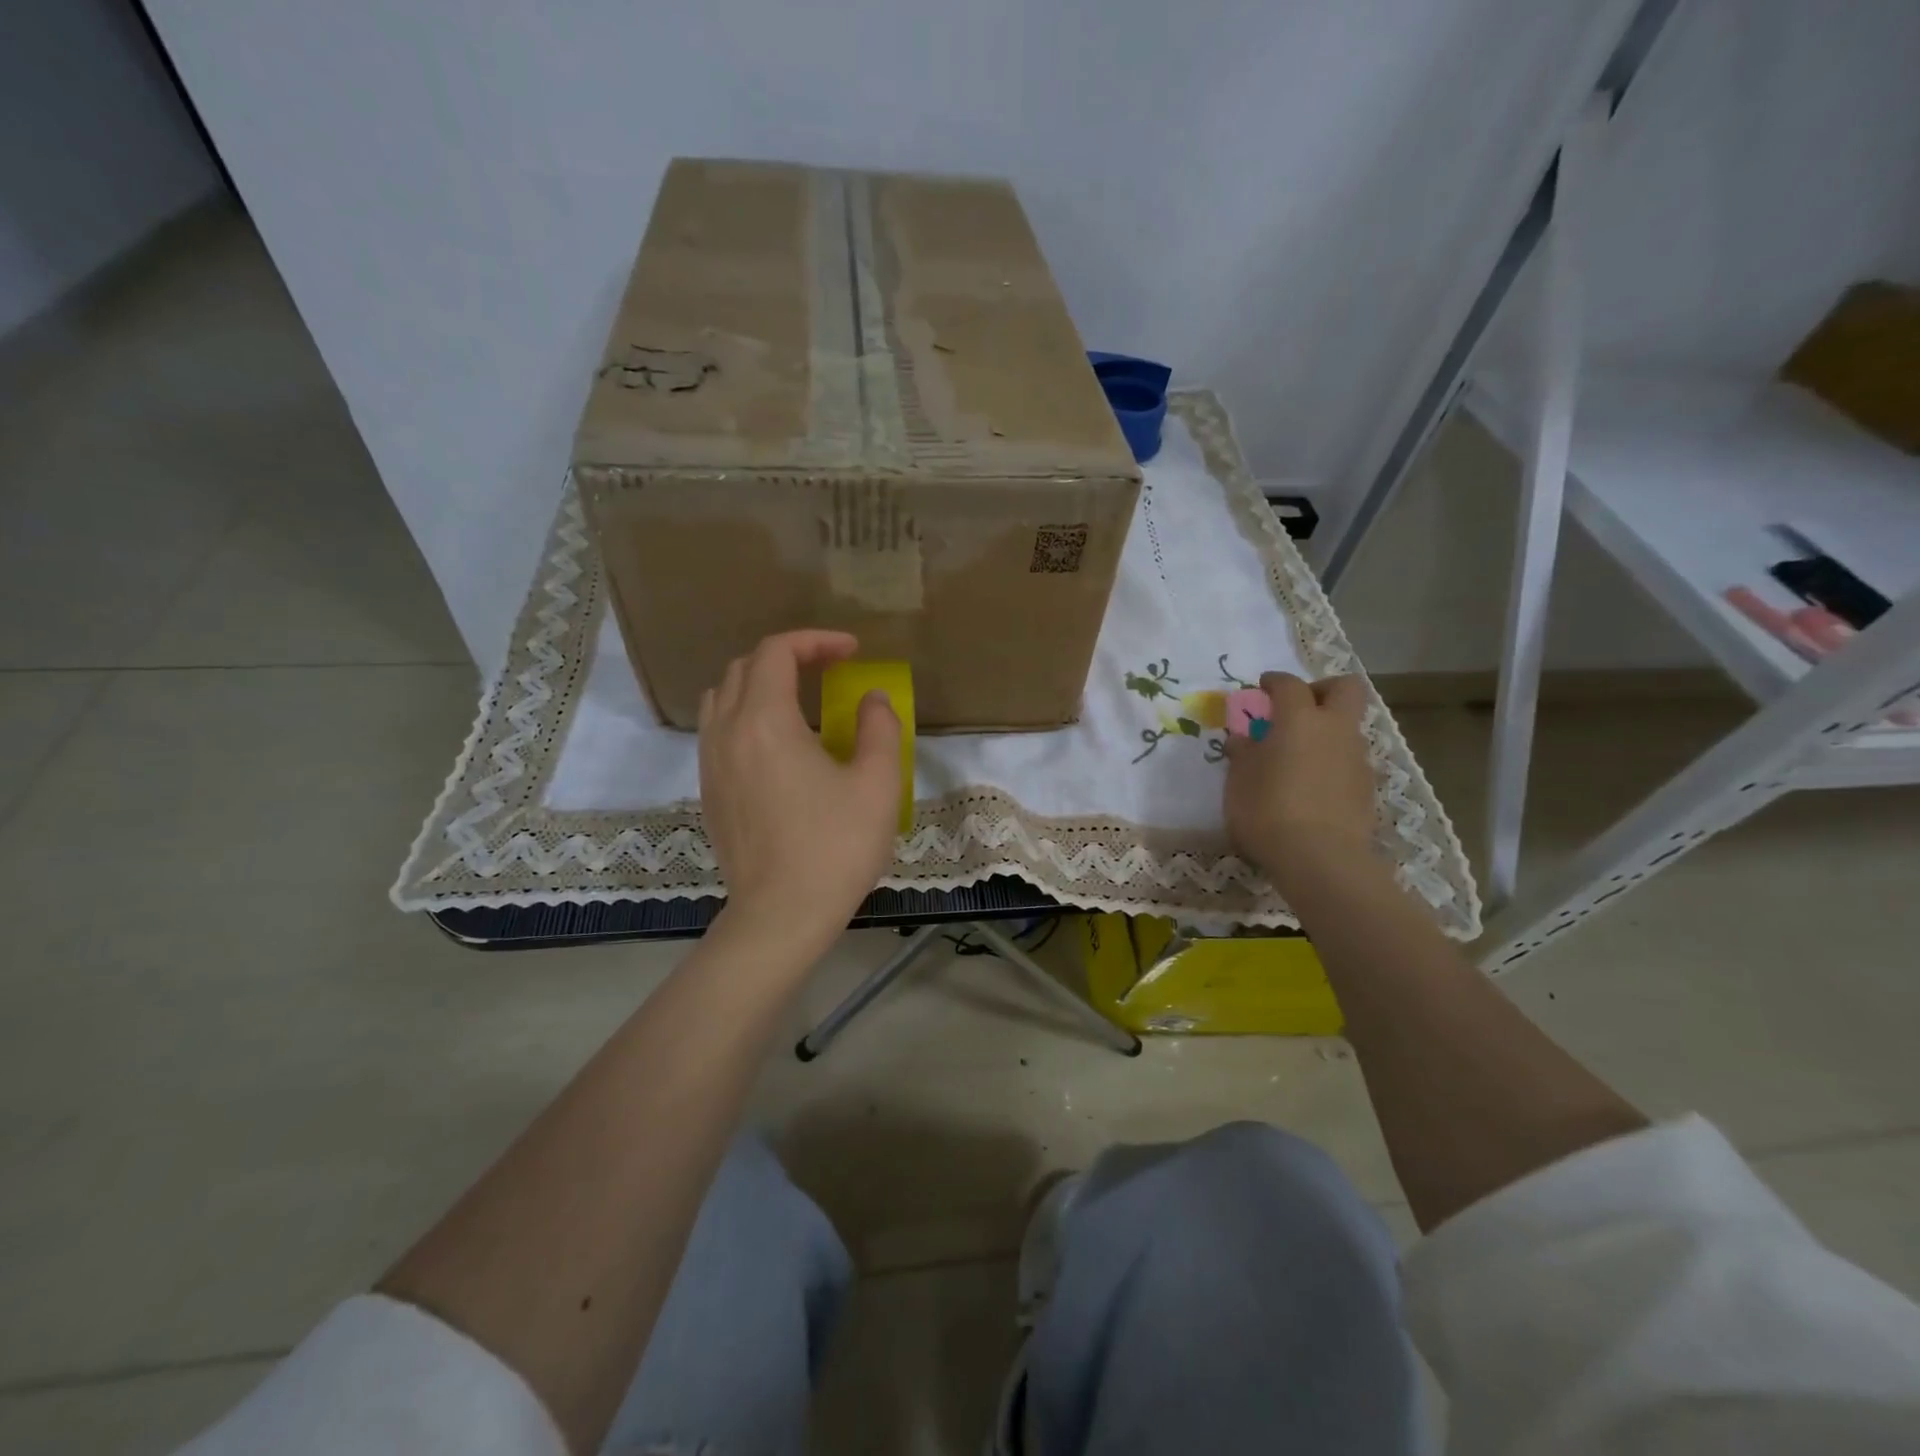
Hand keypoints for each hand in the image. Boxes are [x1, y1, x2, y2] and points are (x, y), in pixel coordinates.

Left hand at [699, 630, 901, 955]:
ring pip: (722, 697)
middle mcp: (727, 732)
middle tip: (828, 670)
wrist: (781, 914)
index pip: (777, 652)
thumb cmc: (835, 847)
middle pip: (744, 668)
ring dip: (758, 683)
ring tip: (798, 700)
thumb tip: (872, 699)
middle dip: (787, 657)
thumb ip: (879, 728)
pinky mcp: (708, 791)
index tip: (852, 651)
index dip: (816, 640)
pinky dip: (744, 715)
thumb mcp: (877, 784)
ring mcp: (711, 763)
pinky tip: (778, 745)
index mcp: (765, 721)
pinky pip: (717, 730)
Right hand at [1224, 672, 1376, 893]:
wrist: (1320, 858)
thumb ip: (1243, 753)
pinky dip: (1331, 762)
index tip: (1262, 687)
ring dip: (1326, 731)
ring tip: (1298, 756)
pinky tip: (1311, 786)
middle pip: (1344, 689)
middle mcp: (1334, 729)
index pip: (1289, 685)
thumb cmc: (1268, 810)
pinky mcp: (1367, 788)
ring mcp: (1356, 758)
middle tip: (1297, 707)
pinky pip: (1348, 761)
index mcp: (1300, 719)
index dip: (1275, 681)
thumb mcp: (1239, 780)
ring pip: (1347, 728)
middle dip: (1321, 690)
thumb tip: (1243, 739)